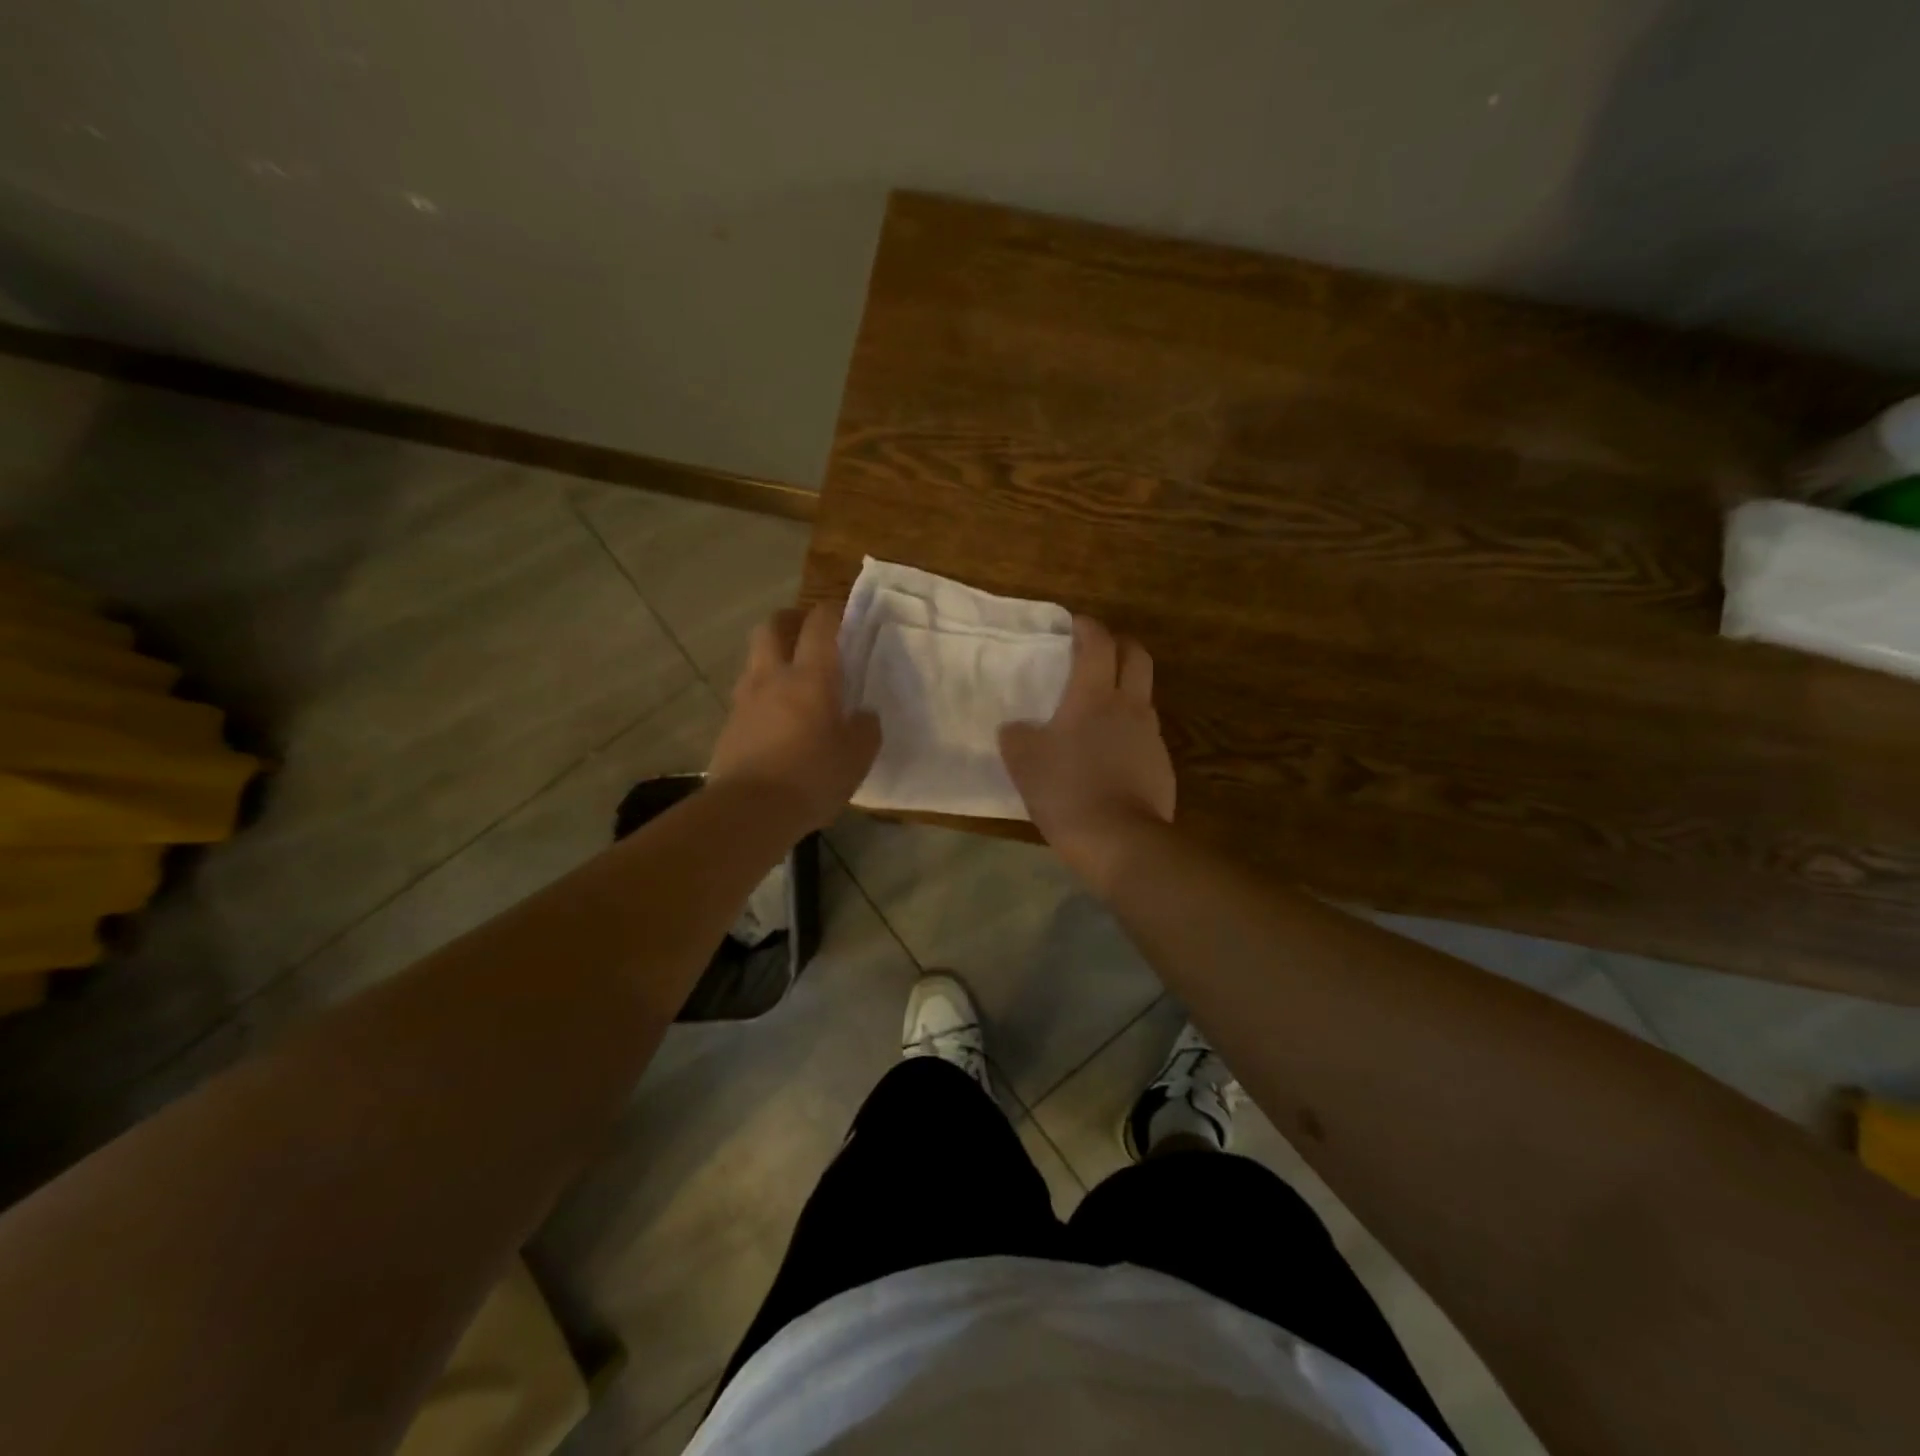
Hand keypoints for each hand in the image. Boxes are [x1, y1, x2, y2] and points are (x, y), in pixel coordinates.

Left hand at [708, 604, 880, 831]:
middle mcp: (773, 677)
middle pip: (772, 627)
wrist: (749, 811)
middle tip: (806, 632)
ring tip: (791, 678)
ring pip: (754, 659)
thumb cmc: (812, 778)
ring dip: (772, 656)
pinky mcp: (729, 725)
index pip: (819, 625)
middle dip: (790, 621)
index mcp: (811, 678)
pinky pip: (746, 694)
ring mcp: (745, 700)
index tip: (842, 613)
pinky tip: (775, 717)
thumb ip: (865, 729)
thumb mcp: (857, 757)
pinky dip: (761, 693)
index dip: (831, 612)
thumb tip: (863, 715)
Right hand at [999, 616, 1174, 890]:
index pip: (1098, 644)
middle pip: (1137, 656)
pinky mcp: (1162, 765)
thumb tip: (1015, 728)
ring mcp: (1151, 736)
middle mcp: (1129, 706)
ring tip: (1102, 707)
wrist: (1120, 840)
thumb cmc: (1067, 791)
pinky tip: (1112, 754)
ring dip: (1126, 689)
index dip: (1087, 628)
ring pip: (1144, 696)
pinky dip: (1130, 730)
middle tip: (1100, 651)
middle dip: (1120, 645)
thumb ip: (1016, 737)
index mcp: (1094, 696)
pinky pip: (1146, 734)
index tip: (1076, 624)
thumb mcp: (1024, 763)